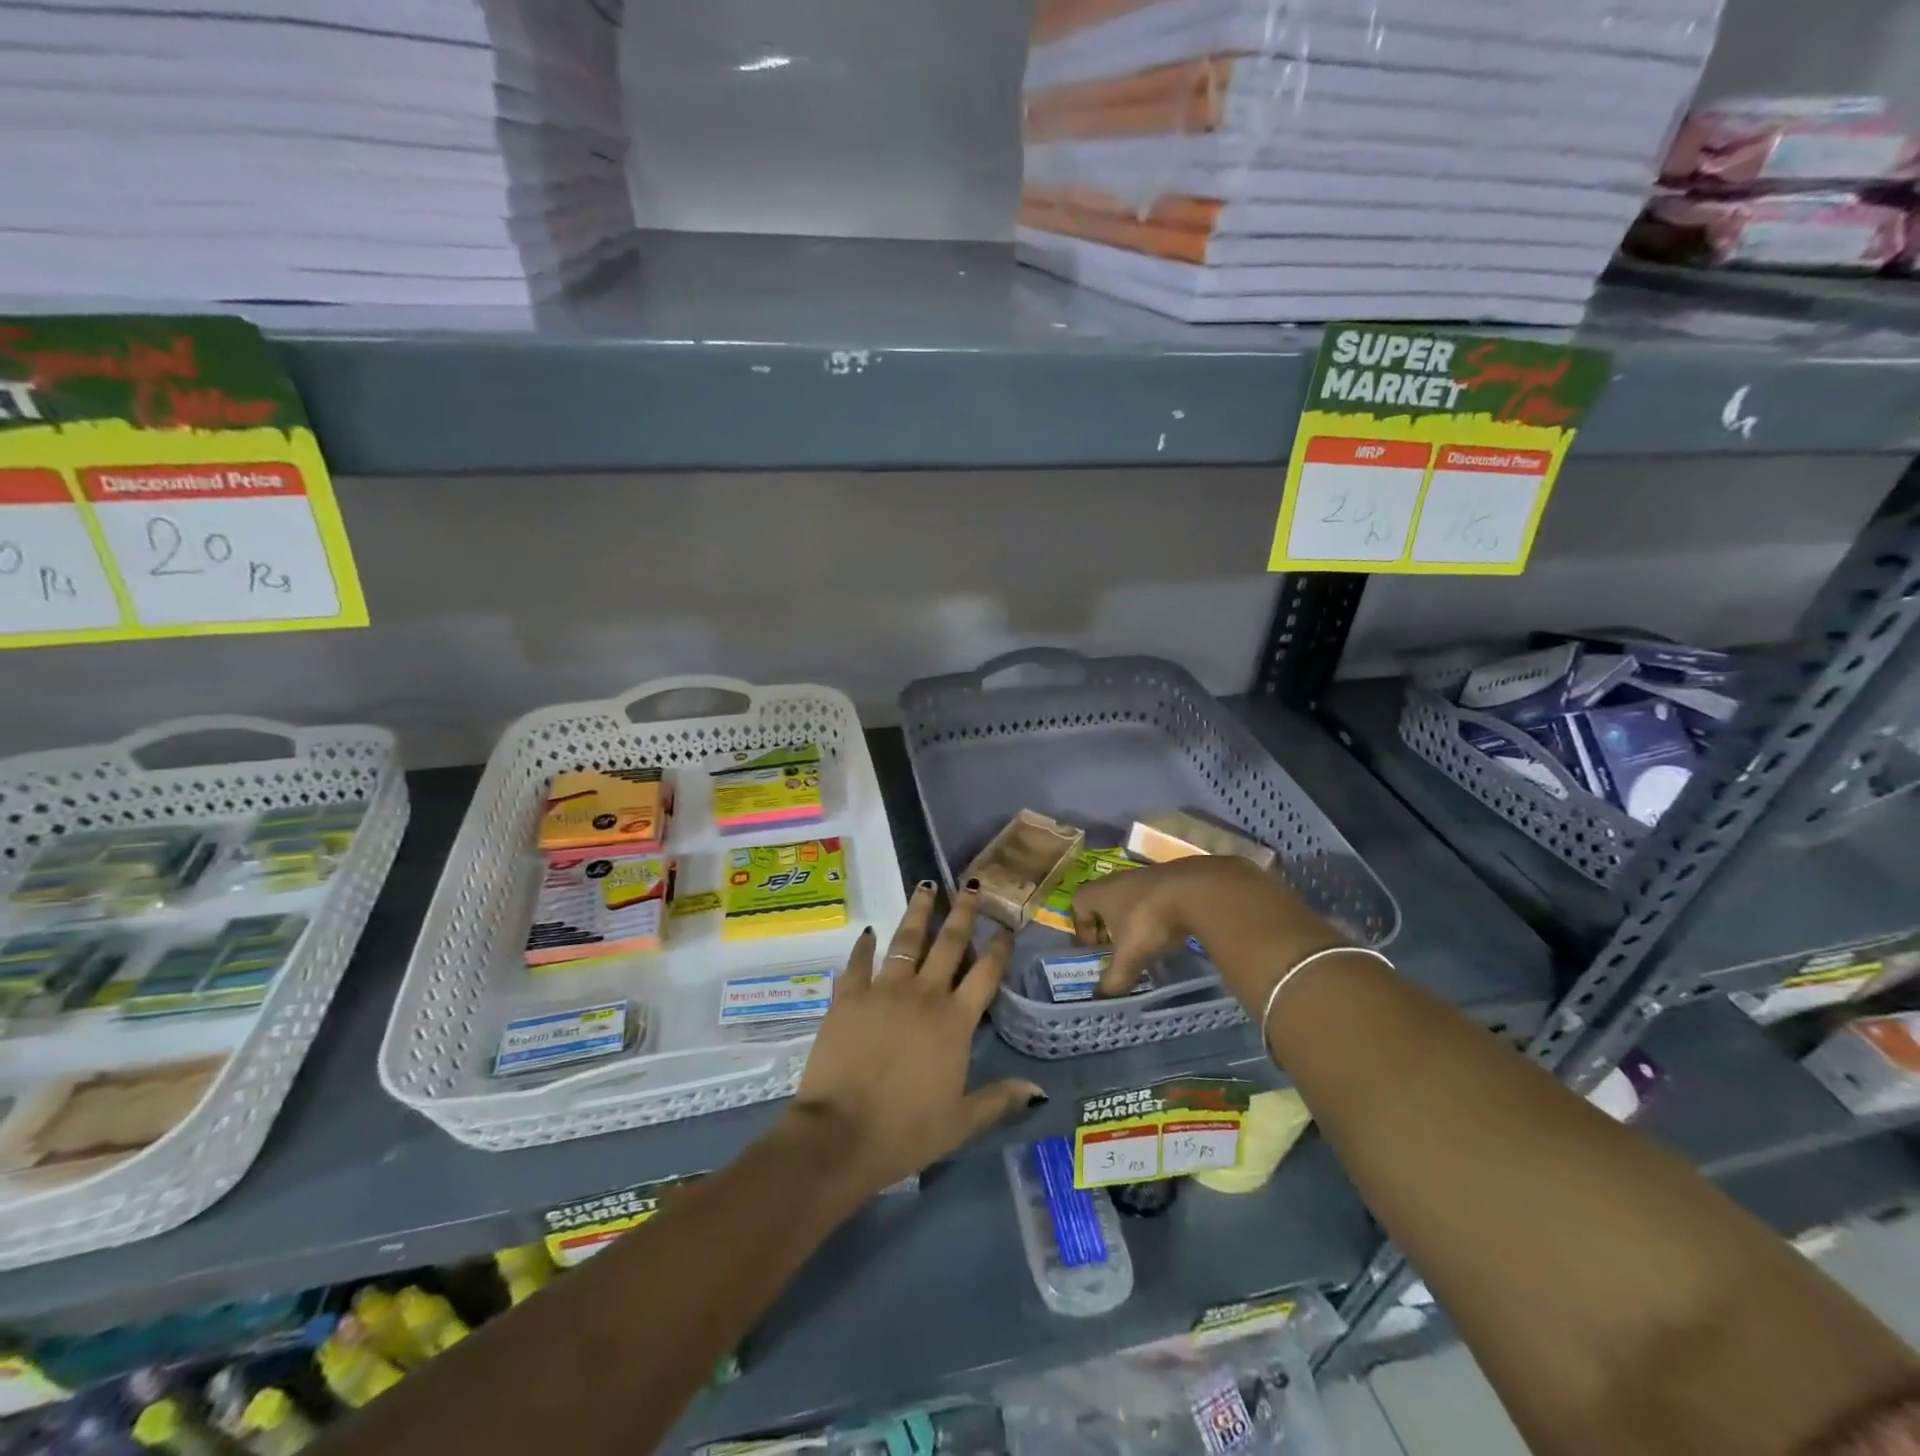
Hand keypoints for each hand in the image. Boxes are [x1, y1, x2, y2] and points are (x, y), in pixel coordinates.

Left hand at [782, 880, 1044, 1202]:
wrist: (841, 1134)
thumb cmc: (906, 1131)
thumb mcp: (961, 1122)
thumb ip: (999, 1099)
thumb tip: (1039, 1090)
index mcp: (955, 1021)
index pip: (985, 973)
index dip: (998, 947)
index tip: (1006, 925)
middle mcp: (925, 994)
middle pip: (949, 942)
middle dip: (964, 911)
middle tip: (972, 885)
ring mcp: (884, 990)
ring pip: (906, 939)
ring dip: (919, 911)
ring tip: (926, 886)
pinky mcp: (850, 995)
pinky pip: (859, 961)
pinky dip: (865, 945)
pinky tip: (869, 931)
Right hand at [1071, 856, 1342, 1007]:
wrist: (1215, 892)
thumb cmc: (1163, 917)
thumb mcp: (1135, 951)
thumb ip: (1118, 974)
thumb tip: (1104, 998)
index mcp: (1110, 891)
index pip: (1081, 899)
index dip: (1081, 924)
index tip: (1094, 949)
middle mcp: (1132, 878)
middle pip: (1110, 895)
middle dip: (1112, 920)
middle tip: (1123, 949)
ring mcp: (1163, 874)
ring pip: (1142, 893)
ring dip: (1143, 915)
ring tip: (1157, 944)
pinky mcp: (1192, 876)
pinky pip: (1171, 893)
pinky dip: (1171, 910)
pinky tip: (1188, 931)